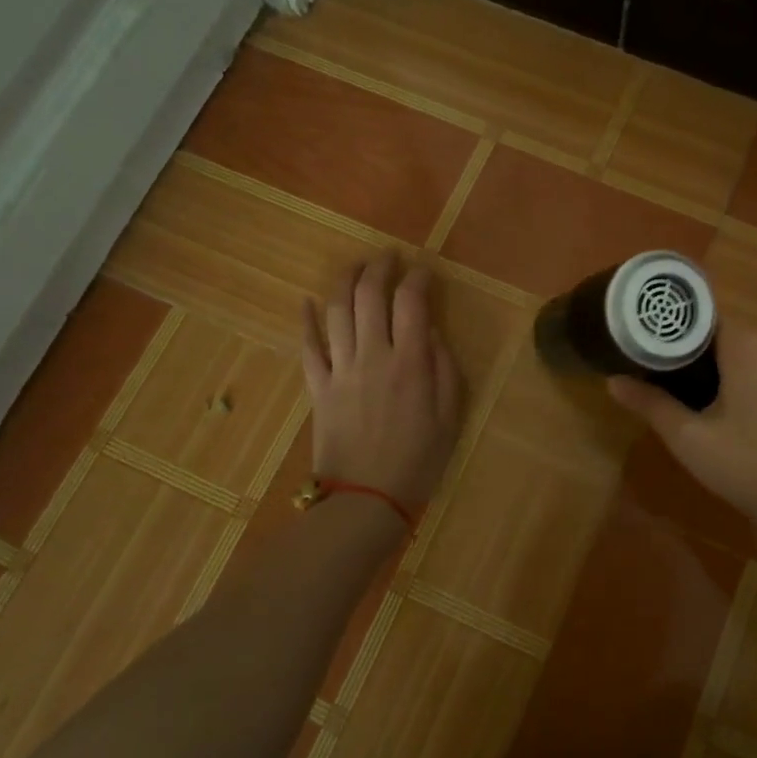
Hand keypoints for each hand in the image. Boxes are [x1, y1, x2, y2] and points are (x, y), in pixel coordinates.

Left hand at [301, 254, 463, 510]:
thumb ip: (444, 369)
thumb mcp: (450, 417)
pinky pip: (308, 347)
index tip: (424, 270)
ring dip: (345, 282)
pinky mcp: (318, 388)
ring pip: (337, 312)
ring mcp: (341, 370)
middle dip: (379, 268)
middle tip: (388, 257)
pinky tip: (307, 301)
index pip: (412, 303)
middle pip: (370, 297)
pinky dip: (306, 321)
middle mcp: (373, 356)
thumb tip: (430, 333)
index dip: (418, 279)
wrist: (366, 500)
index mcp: (410, 363)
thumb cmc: (418, 461)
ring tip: (355, 267)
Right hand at [607, 322, 756, 607]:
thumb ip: (652, 406)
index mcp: (748, 343)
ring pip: (756, 356)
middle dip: (702, 362)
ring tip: (714, 413)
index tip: (653, 360)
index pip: (699, 319)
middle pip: (728, 338)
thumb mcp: (694, 443)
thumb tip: (613, 380)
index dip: (673, 338)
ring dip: (734, 376)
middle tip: (680, 396)